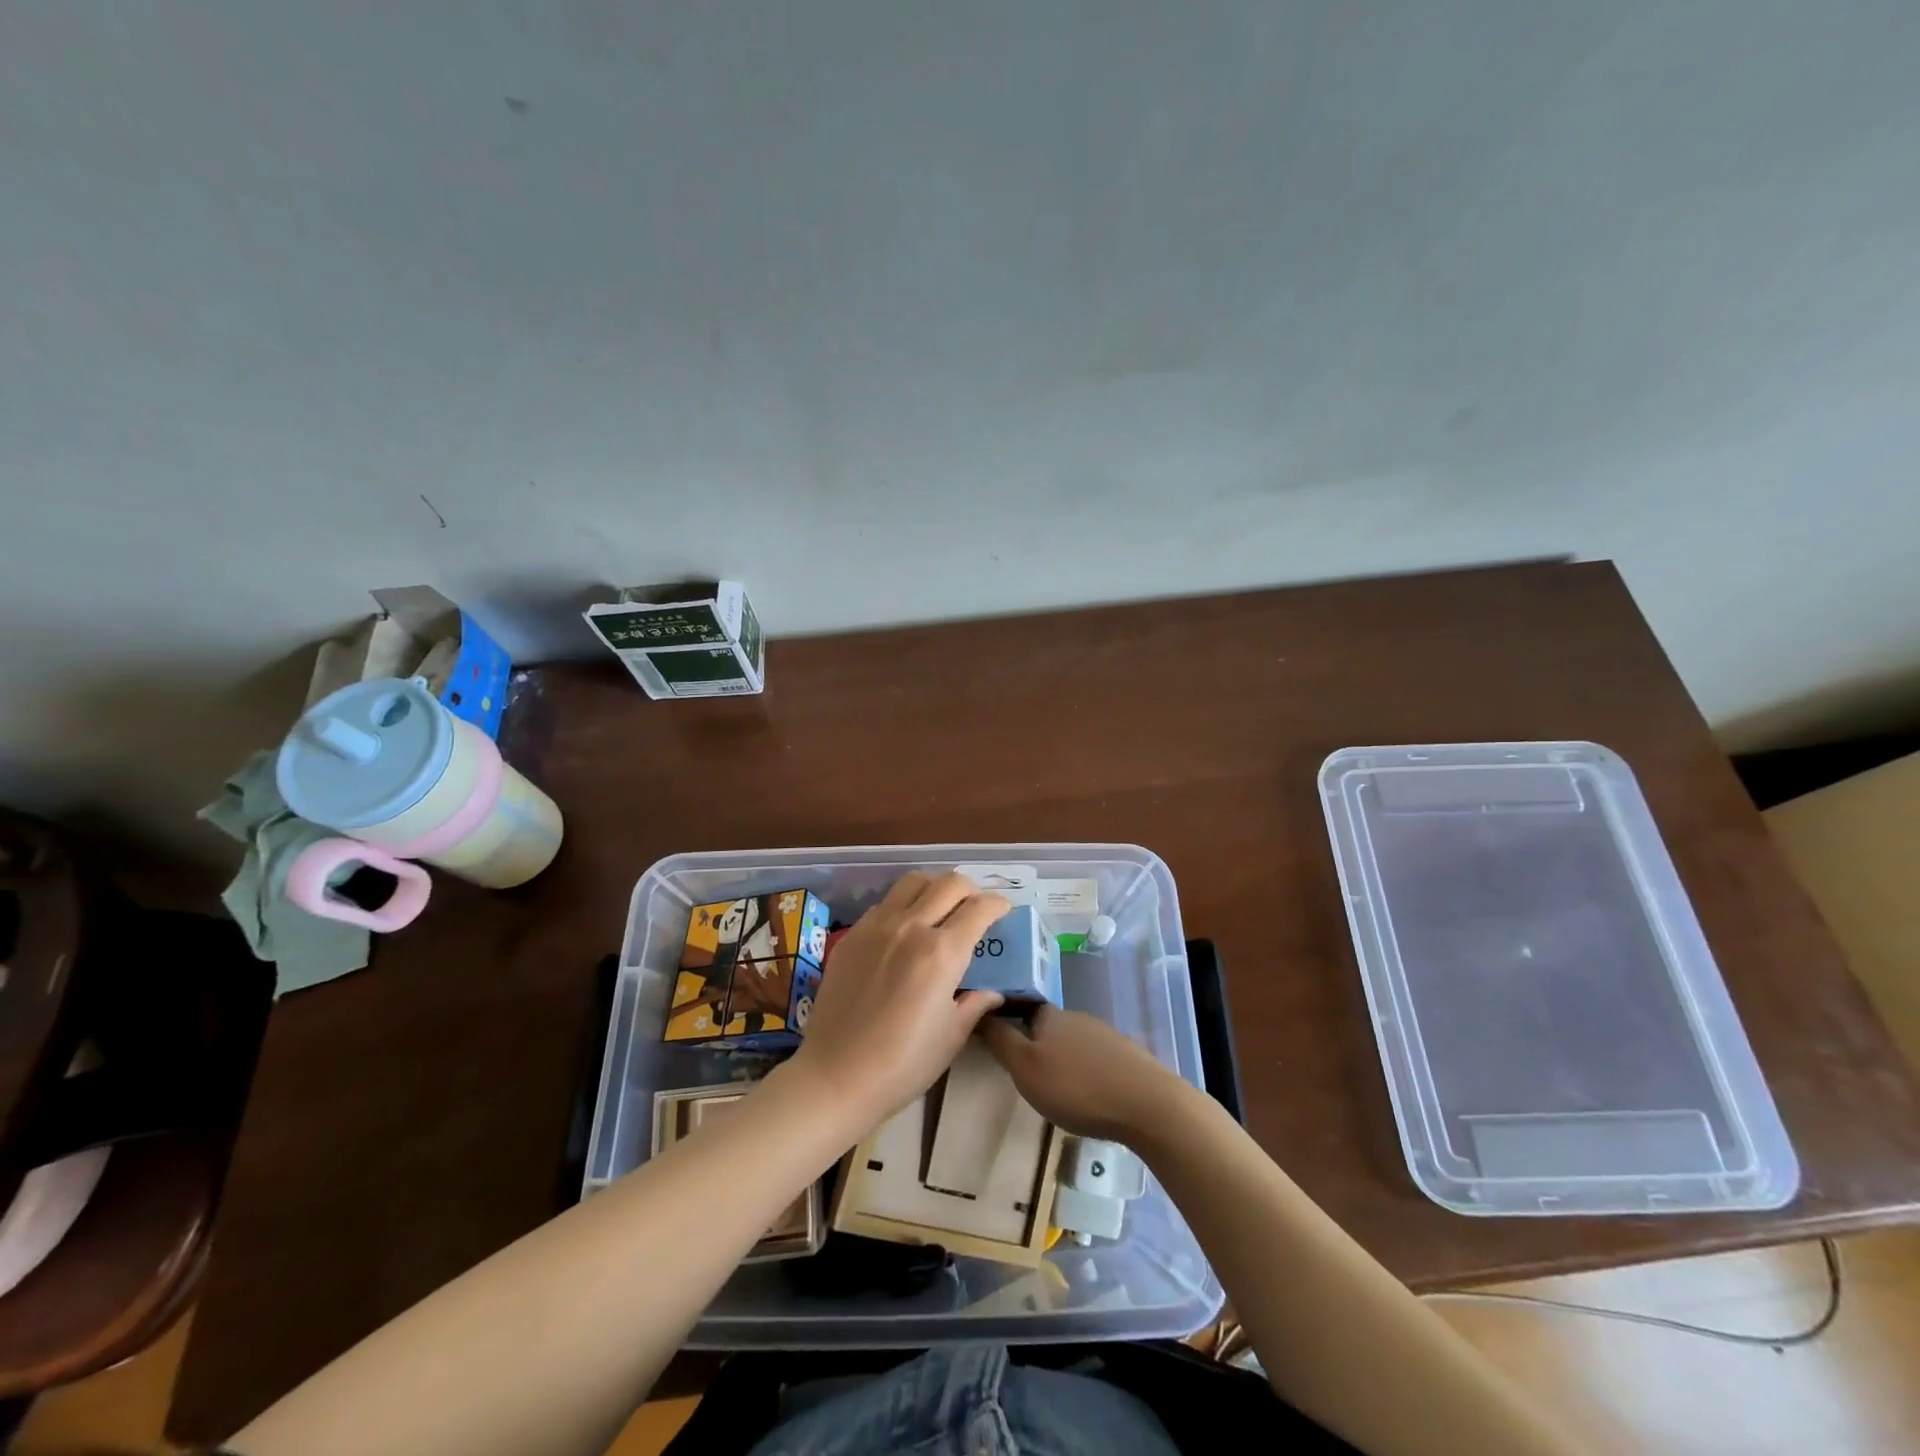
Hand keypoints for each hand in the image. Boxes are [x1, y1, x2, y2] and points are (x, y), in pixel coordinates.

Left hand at [786, 872, 1008, 1132]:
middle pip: (949, 883)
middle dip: (971, 889)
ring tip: (941, 906)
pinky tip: (905, 929)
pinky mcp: (852, 935)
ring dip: (935, 886)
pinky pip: (885, 903)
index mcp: (942, 952)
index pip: (979, 908)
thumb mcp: (951, 1036)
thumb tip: (993, 992)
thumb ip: (975, 1004)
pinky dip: (904, 904)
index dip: (998, 904)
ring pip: (913, 881)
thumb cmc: (903, 1063)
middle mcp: (911, 927)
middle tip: (975, 907)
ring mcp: (877, 926)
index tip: (1003, 911)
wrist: (836, 1076)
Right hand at [980, 1005, 1187, 1143]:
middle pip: (1046, 1026)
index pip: (1020, 1006)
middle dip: (1034, 1044)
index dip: (1006, 1021)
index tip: (995, 1042)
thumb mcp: (1025, 1068)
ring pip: (1071, 1043)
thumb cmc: (1076, 1086)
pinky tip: (1086, 1095)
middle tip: (1023, 1074)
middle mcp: (1076, 1018)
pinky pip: (1094, 1059)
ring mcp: (1104, 1035)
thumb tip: (979, 1010)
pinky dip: (1084, 1072)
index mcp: (1049, 1016)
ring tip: (1054, 1090)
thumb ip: (1000, 1040)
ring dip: (1060, 1060)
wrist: (1147, 1105)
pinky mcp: (1126, 1057)